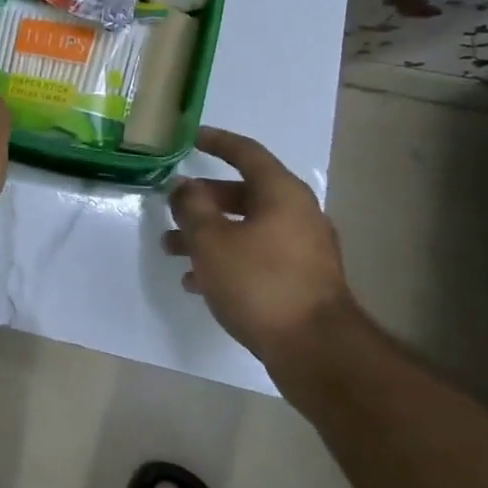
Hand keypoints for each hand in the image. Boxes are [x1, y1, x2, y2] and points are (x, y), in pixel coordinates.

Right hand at [164, 127, 353, 368]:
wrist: (316, 350)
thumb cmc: (260, 282)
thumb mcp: (212, 240)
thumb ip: (192, 207)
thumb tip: (184, 187)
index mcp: (282, 194)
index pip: (246, 153)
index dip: (216, 141)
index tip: (191, 137)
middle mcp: (297, 214)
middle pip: (243, 193)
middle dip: (202, 201)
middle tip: (172, 207)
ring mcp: (303, 249)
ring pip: (246, 228)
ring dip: (209, 234)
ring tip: (172, 250)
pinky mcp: (301, 280)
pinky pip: (256, 256)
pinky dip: (227, 259)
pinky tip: (197, 282)